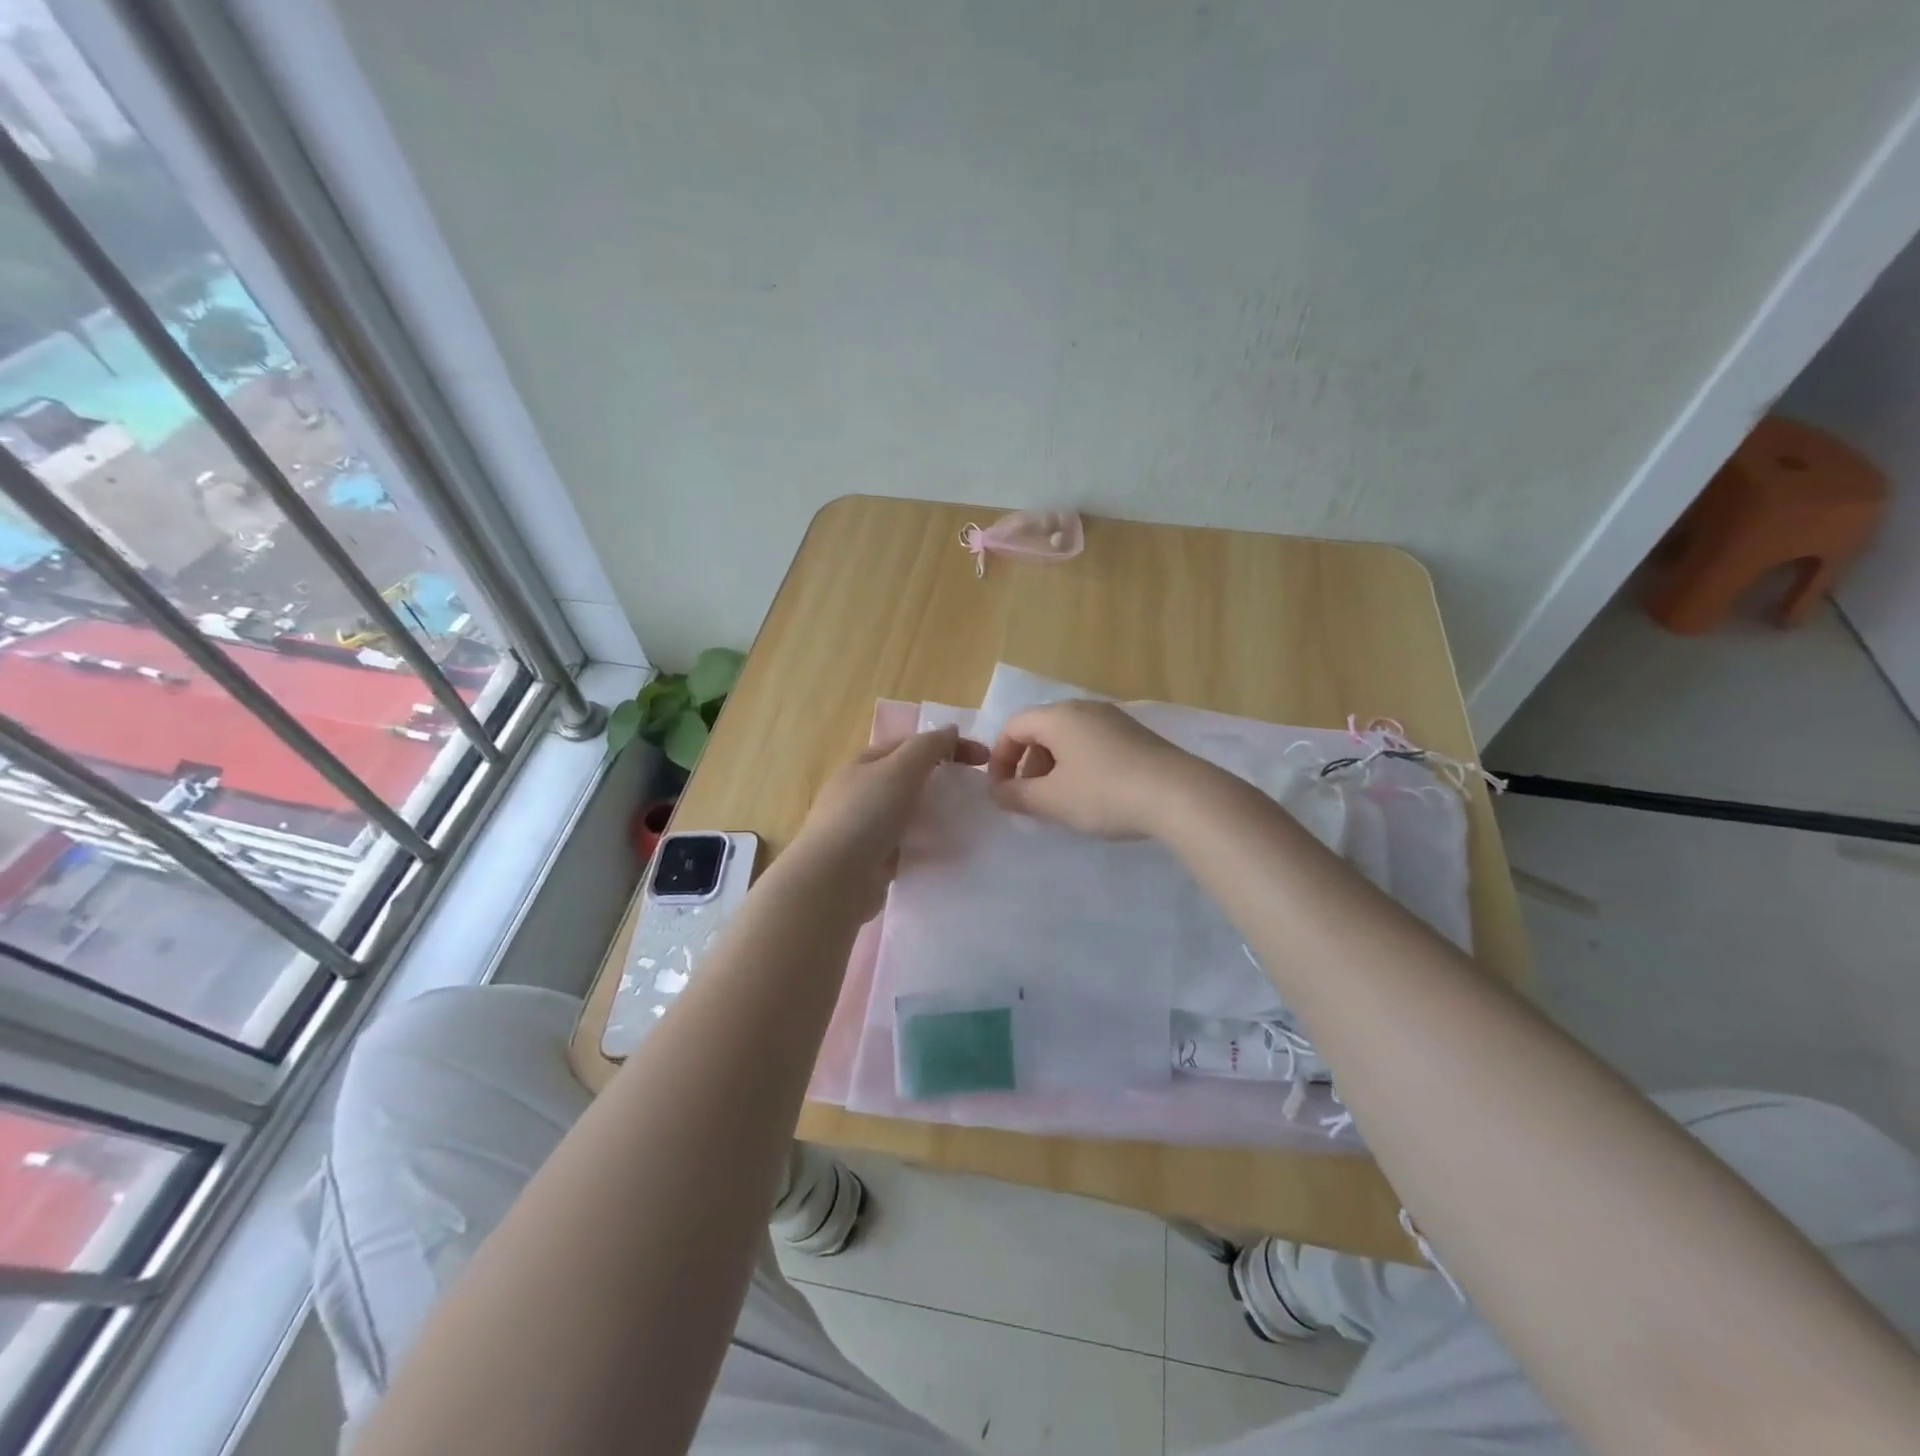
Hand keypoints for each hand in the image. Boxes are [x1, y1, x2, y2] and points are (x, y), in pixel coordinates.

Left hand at [788, 726, 988, 916]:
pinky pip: (908, 844)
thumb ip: (928, 746)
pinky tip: (948, 851)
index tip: (983, 759)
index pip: (913, 744)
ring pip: (911, 812)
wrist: (833, 879)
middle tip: (978, 789)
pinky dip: (928, 843)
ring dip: (937, 813)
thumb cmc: (866, 814)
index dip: (949, 745)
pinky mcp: (874, 859)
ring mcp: (866, 827)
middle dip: (944, 778)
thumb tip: (950, 730)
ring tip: (969, 820)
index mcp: (865, 763)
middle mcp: (863, 791)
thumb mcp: (900, 768)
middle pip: (911, 777)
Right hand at [986, 701, 1201, 838]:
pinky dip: (1080, 766)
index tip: (1001, 791)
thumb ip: (1017, 795)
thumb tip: (998, 792)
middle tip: (1031, 799)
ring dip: (1054, 768)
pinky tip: (1094, 796)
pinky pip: (1094, 745)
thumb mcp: (1052, 800)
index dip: (999, 758)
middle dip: (1027, 765)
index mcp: (1059, 716)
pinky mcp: (1137, 736)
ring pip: (1069, 739)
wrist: (1178, 795)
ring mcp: (1115, 720)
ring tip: (1061, 801)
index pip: (1013, 726)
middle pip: (1041, 730)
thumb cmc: (1104, 793)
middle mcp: (1085, 709)